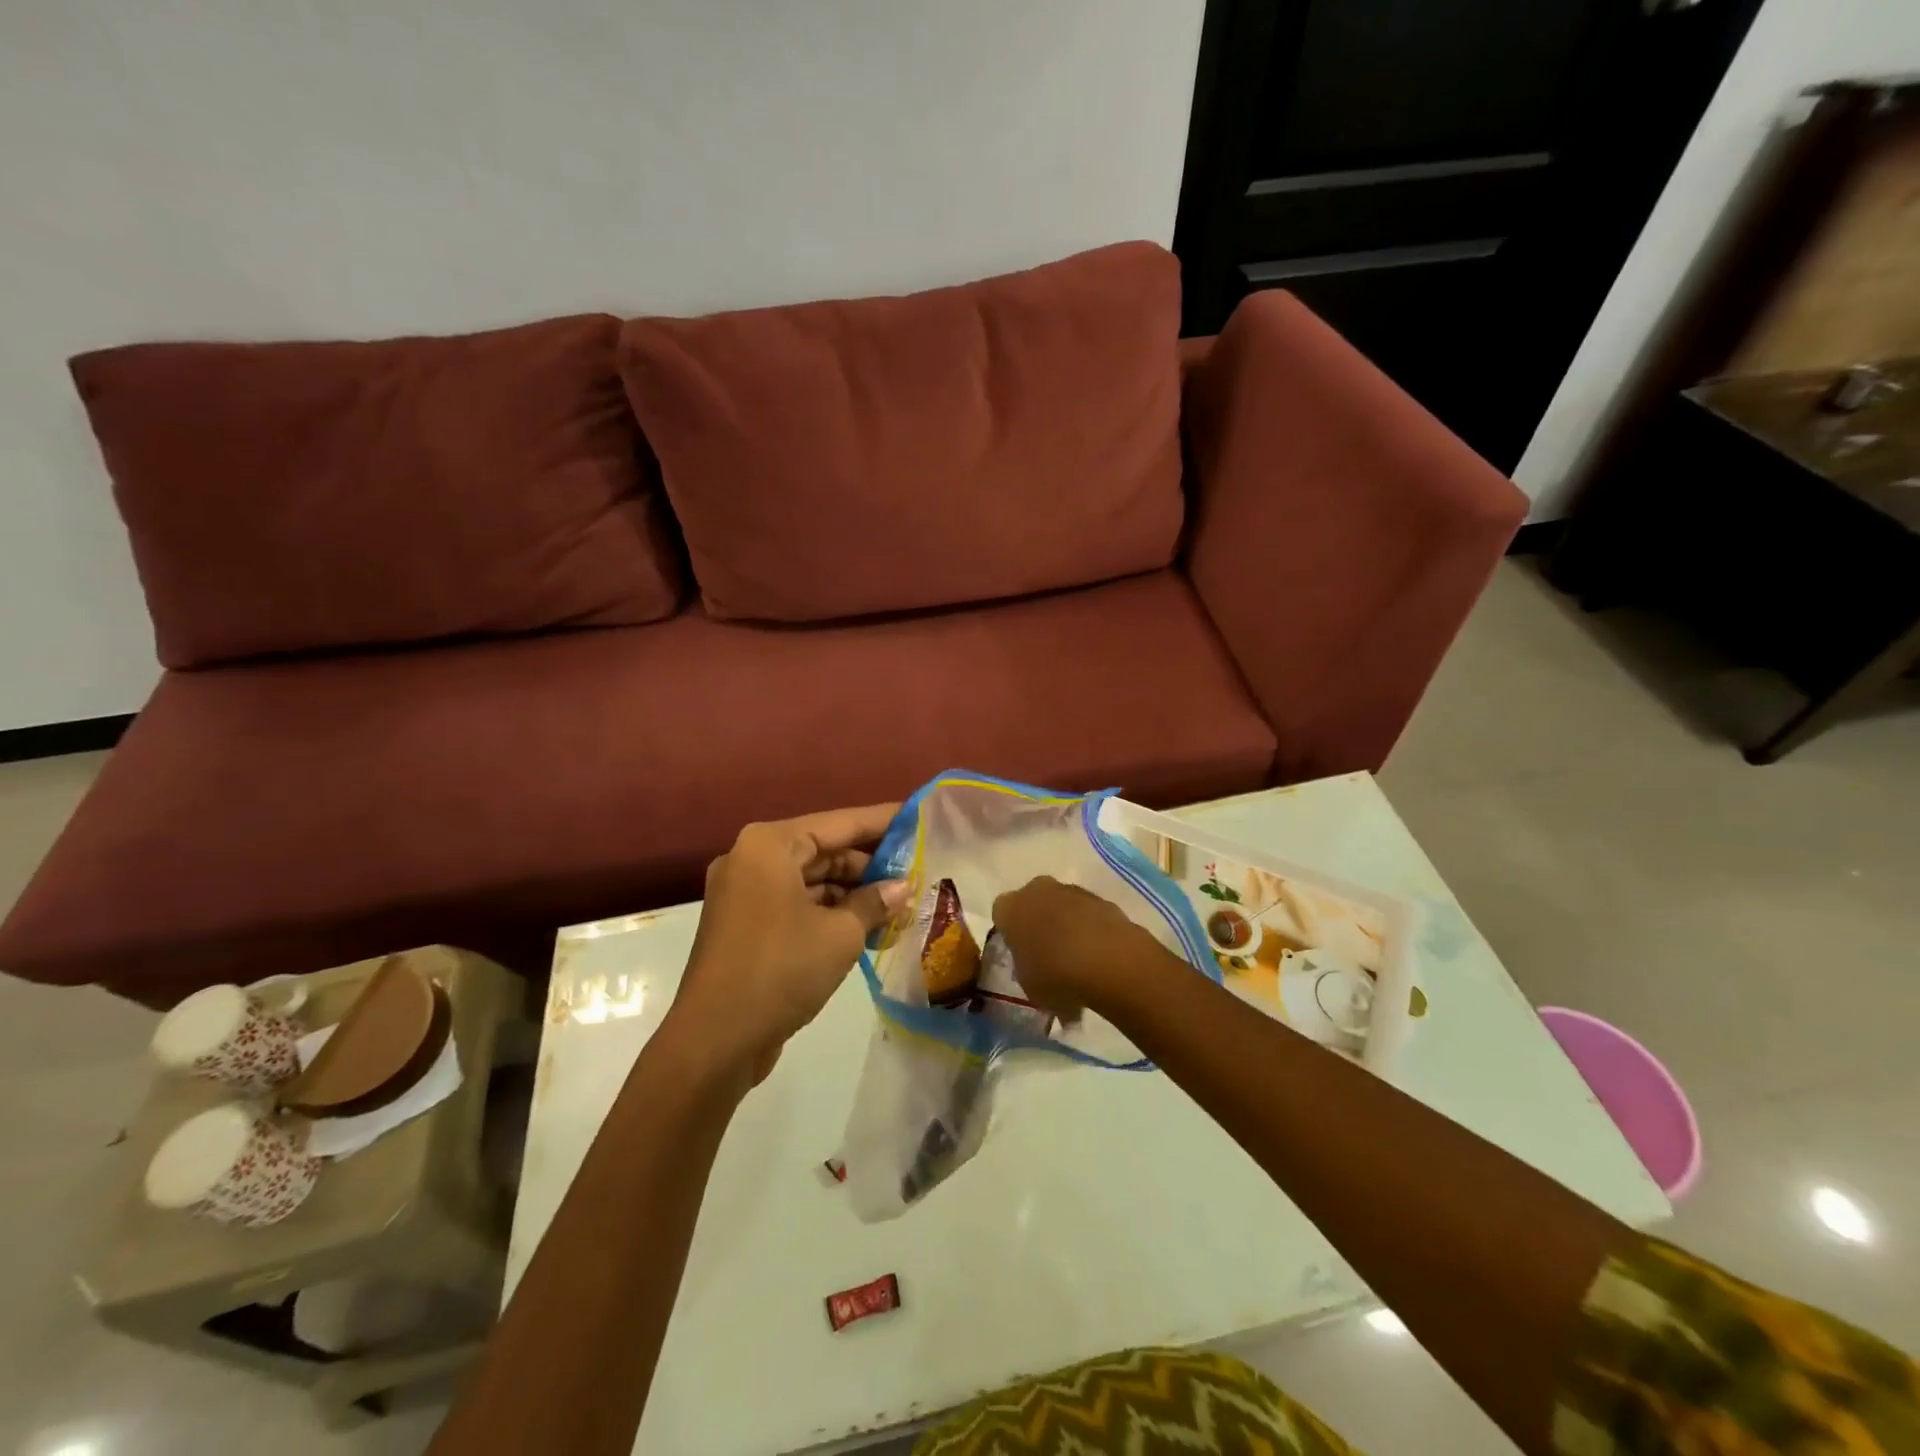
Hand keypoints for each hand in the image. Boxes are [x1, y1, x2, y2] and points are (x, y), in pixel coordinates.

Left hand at [670, 804, 908, 1084]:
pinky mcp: (746, 926)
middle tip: (917, 873)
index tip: (917, 818)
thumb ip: (874, 902)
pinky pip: (797, 905)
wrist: (714, 1041)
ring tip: (901, 906)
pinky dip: (830, 913)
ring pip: (812, 881)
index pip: (840, 823)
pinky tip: (870, 929)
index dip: (882, 821)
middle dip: (870, 865)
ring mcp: (746, 893)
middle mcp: (752, 859)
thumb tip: (902, 888)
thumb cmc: (781, 970)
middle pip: (824, 850)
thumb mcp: (841, 934)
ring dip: (853, 894)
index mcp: (770, 845)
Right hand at [990, 876, 1176, 1019]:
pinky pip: (1088, 914)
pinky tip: (1098, 957)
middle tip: (1047, 953)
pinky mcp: (1102, 899)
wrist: (1107, 960)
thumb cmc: (1054, 974)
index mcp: (1010, 907)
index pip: (1001, 914)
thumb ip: (1026, 971)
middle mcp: (1038, 889)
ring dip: (1067, 925)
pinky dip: (1091, 930)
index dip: (1010, 934)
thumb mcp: (1028, 985)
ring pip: (1063, 906)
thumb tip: (1035, 971)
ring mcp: (1072, 890)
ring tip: (1078, 961)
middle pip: (1033, 902)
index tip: (1019, 953)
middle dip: (1039, 922)